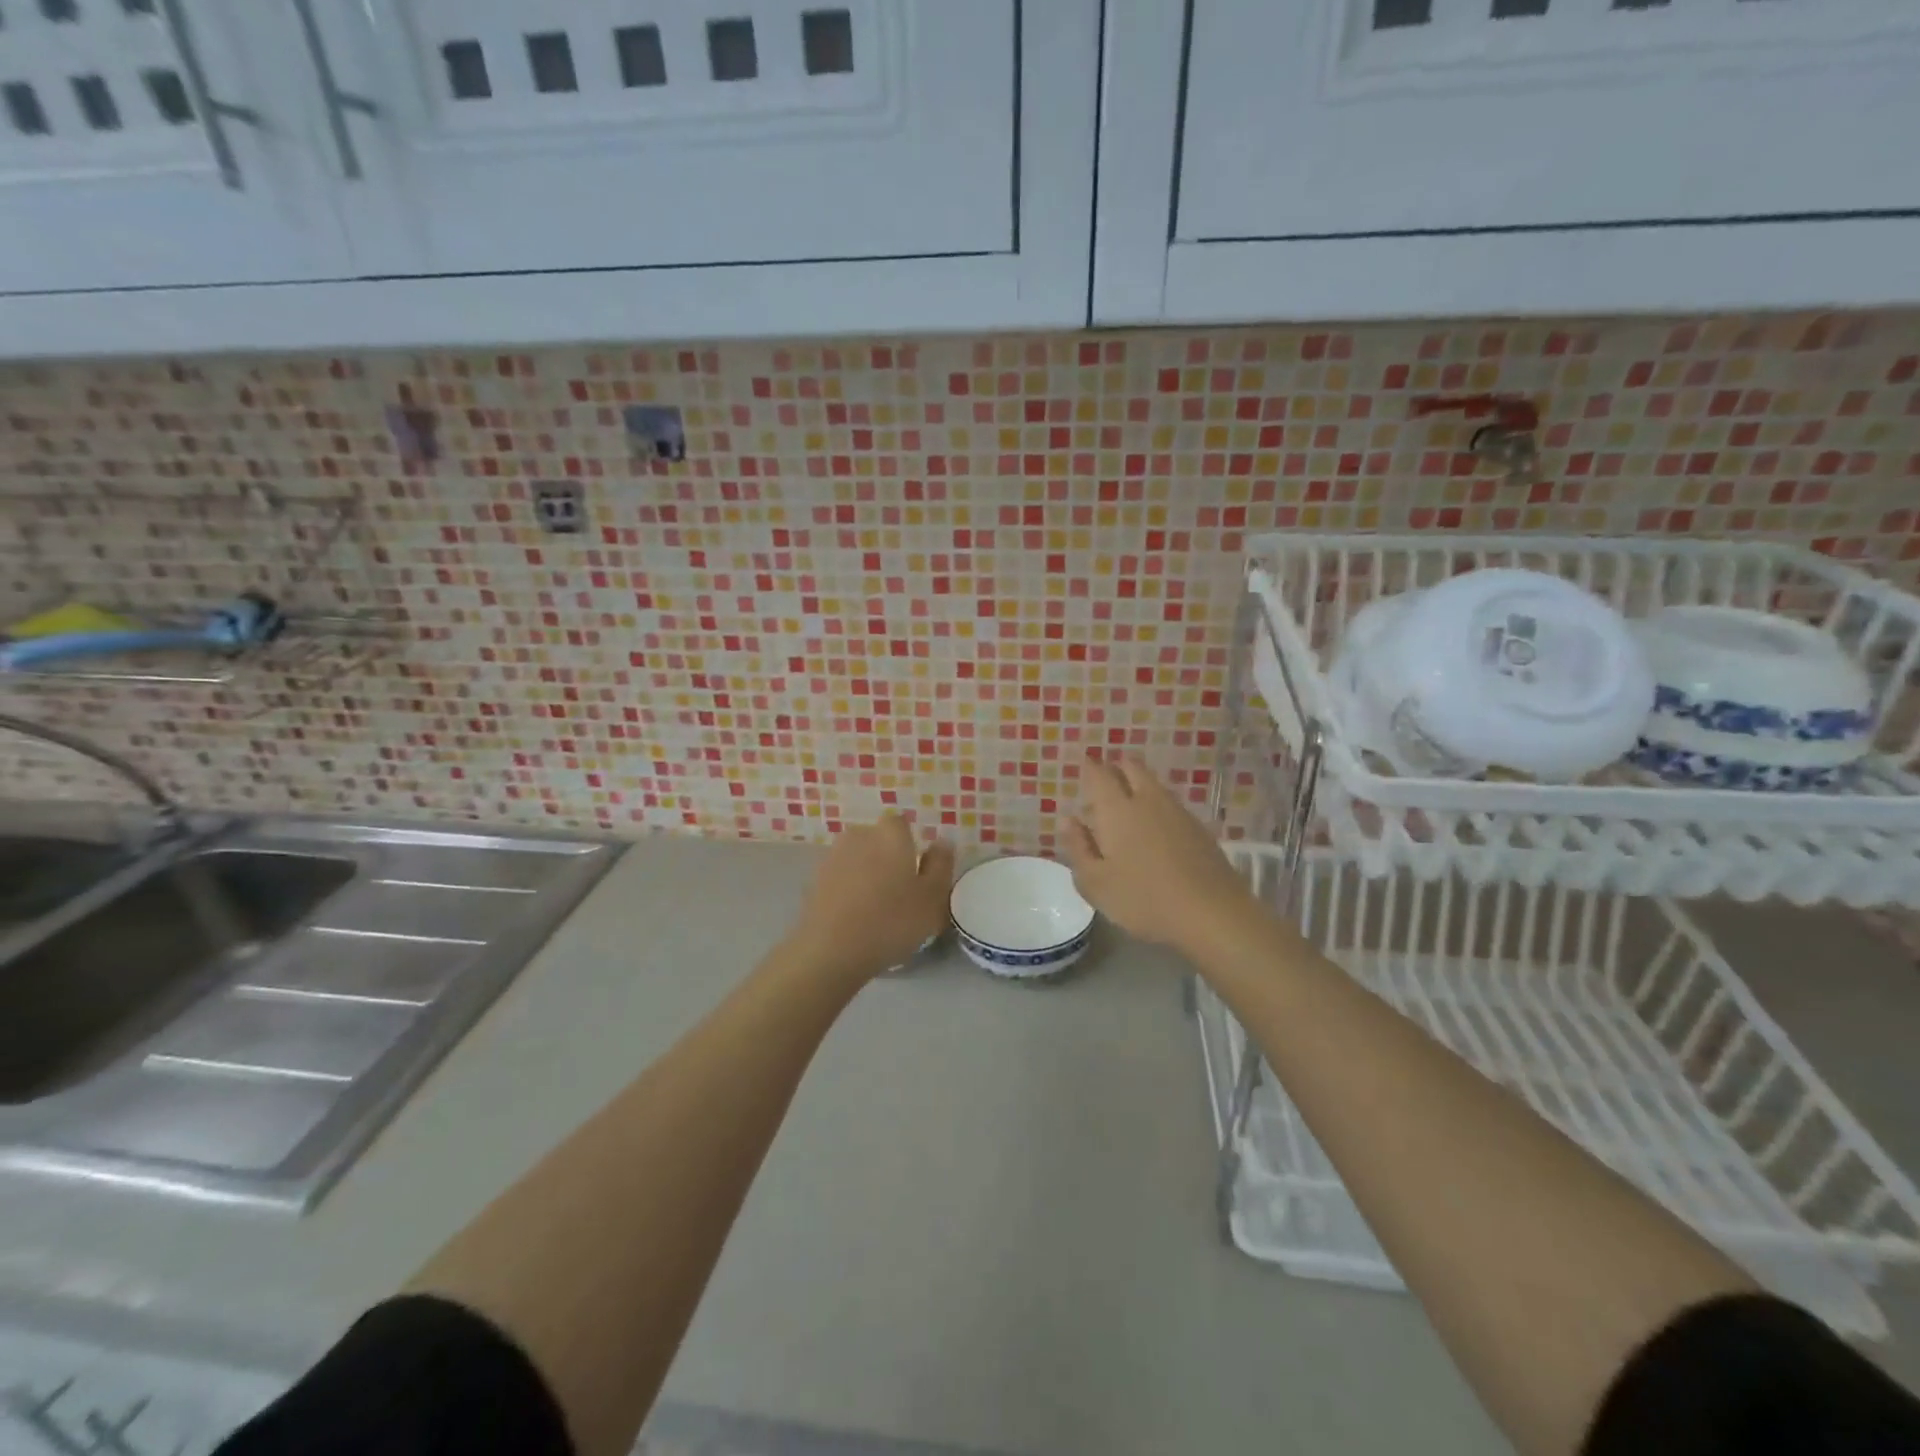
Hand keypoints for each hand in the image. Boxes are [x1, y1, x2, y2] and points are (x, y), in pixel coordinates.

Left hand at [788, 815, 955, 983]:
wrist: (831, 951)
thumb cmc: (892, 921)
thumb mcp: (932, 898)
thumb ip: (941, 865)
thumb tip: (942, 842)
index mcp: (890, 834)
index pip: (901, 825)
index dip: (910, 846)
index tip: (917, 873)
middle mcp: (858, 836)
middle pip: (878, 841)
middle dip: (888, 859)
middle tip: (900, 893)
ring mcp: (832, 857)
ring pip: (858, 860)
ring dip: (867, 875)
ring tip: (877, 910)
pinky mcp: (814, 881)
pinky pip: (840, 879)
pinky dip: (848, 891)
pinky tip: (855, 918)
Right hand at [1065, 757, 1259, 958]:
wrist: (1211, 912)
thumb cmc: (1142, 899)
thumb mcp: (1095, 883)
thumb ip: (1078, 848)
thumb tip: (1069, 820)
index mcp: (1116, 809)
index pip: (1099, 774)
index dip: (1089, 768)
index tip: (1083, 768)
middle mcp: (1147, 800)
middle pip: (1131, 767)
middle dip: (1116, 768)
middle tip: (1105, 782)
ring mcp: (1177, 811)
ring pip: (1153, 783)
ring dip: (1138, 785)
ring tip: (1128, 805)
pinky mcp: (1199, 827)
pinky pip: (1171, 804)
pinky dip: (1157, 806)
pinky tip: (1156, 829)